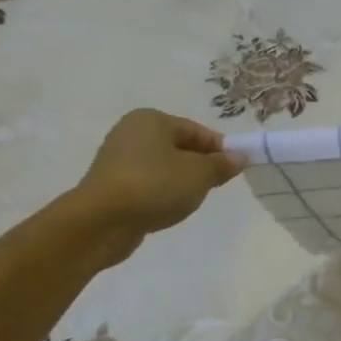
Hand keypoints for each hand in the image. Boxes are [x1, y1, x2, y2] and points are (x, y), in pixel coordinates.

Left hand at [64, 109, 245, 263]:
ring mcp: (118, 159)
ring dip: (182, 181)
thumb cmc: (155, 186)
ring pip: (164, 167)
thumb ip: (221, 164)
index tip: (236, 169)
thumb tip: (239, 157)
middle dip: (201, 166)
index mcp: (152, 120)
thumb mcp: (199, 174)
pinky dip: (162, 193)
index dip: (220, 149)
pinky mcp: (111, 185)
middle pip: (179, 147)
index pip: (197, 130)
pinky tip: (168, 208)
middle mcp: (132, 133)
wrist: (101, 221)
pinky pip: (148, 183)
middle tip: (217, 185)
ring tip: (192, 200)